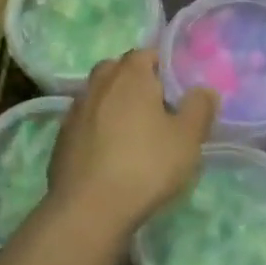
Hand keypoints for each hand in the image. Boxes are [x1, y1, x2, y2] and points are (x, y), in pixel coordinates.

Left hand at [46, 50, 217, 242]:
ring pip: (100, 96)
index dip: (163, 68)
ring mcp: (75, 110)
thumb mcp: (187, 139)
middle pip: (118, 71)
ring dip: (115, 106)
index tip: (177, 92)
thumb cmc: (145, 166)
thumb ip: (199, 108)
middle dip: (136, 83)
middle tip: (157, 110)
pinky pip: (86, 123)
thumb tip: (204, 89)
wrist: (88, 210)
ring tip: (134, 135)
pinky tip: (110, 155)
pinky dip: (98, 129)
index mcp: (129, 74)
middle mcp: (98, 84)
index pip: (147, 54)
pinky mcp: (61, 138)